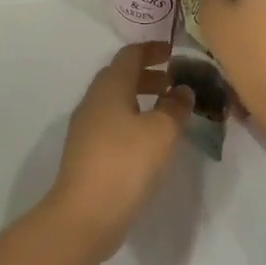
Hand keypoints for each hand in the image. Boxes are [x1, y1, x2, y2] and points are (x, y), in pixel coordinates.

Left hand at [46, 41, 193, 259]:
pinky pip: (112, 123)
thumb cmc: (125, 163)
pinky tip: (149, 140)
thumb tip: (182, 90)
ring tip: (166, 111)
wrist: (84, 215)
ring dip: (140, 98)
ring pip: (115, 101)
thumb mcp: (161, 132)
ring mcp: (86, 128)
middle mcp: (93, 101)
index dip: (152, 49)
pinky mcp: (86, 152)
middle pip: (120, 76)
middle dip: (147, 75)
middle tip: (174, 82)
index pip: (129, 55)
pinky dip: (132, 119)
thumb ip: (175, 107)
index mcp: (110, 87)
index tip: (173, 52)